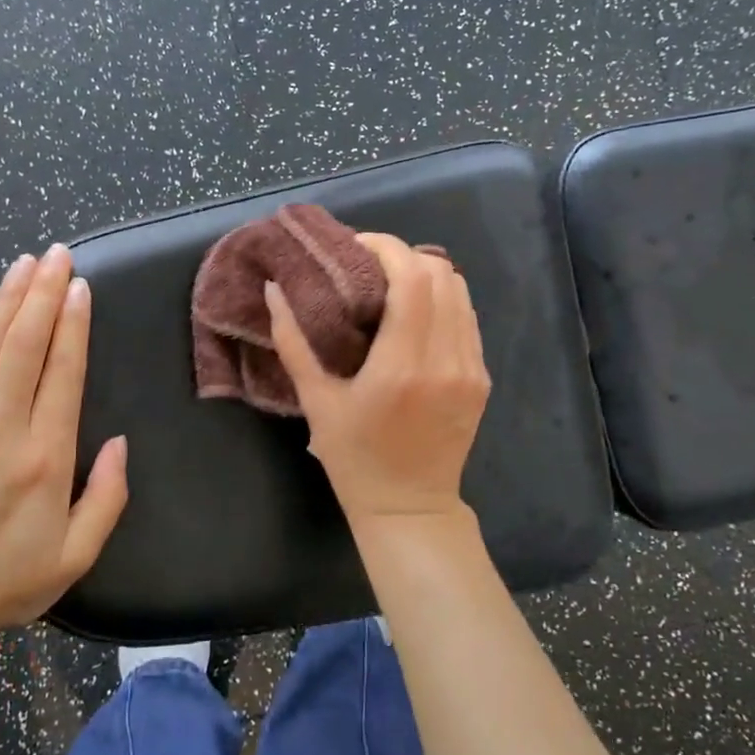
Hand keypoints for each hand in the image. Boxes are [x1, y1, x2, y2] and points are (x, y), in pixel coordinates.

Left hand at [0, 244, 127, 657]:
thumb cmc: (8, 579)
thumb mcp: (78, 553)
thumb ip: (109, 496)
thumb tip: (121, 442)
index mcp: (46, 458)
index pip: (62, 372)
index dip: (74, 323)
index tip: (81, 286)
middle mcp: (0, 432)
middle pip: (23, 346)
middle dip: (43, 293)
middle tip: (57, 255)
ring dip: (6, 300)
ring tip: (25, 263)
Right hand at [264, 233, 490, 531]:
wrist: (411, 508)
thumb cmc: (355, 459)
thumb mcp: (316, 401)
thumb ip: (293, 341)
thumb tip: (273, 290)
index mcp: (403, 365)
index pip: (412, 278)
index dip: (387, 248)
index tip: (357, 246)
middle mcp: (446, 359)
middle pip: (441, 274)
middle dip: (404, 256)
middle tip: (368, 265)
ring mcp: (471, 368)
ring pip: (460, 291)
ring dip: (426, 276)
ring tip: (390, 285)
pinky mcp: (481, 378)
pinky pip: (467, 318)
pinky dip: (442, 300)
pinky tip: (414, 314)